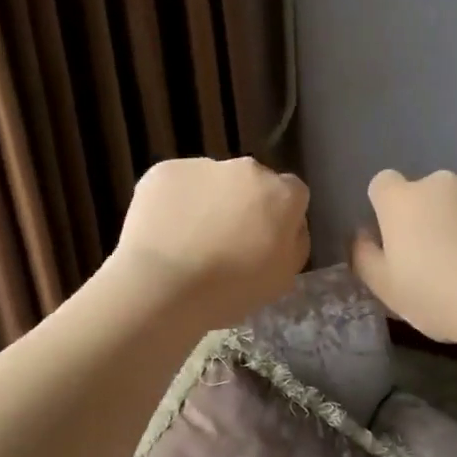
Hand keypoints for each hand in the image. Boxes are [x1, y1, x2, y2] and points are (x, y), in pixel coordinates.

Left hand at [111, 157, 310, 328]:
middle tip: (226, 243)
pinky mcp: (164, 170)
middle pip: (252, 183)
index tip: (265, 243)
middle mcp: (247, 169)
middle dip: (244, 205)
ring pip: (212, 182)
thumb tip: (289, 227)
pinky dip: (174, 204)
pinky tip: (164, 234)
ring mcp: (203, 165)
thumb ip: (294, 244)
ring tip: (188, 242)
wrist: (162, 286)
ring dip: (208, 203)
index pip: (293, 195)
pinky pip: (177, 185)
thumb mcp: (284, 279)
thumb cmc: (231, 290)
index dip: (280, 218)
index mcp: (281, 195)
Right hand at [351, 169, 456, 345]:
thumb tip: (362, 233)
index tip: (400, 236)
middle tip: (445, 254)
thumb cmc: (439, 300)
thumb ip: (365, 256)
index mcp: (402, 201)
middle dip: (433, 213)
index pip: (383, 184)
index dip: (388, 207)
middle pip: (429, 191)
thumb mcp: (387, 290)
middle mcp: (440, 181)